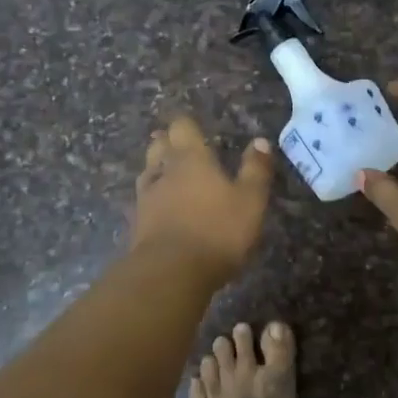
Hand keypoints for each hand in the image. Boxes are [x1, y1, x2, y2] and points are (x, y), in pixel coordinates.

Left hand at [131, 116, 274, 283]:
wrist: (169, 273)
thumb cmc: (216, 231)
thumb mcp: (250, 201)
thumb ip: (255, 170)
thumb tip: (260, 141)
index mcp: (191, 159)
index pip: (182, 127)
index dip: (188, 125)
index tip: (195, 127)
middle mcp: (164, 171)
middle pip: (159, 146)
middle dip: (168, 142)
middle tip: (179, 146)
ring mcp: (146, 198)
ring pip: (148, 172)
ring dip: (157, 169)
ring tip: (169, 174)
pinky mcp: (137, 224)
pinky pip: (144, 201)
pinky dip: (153, 198)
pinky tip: (160, 208)